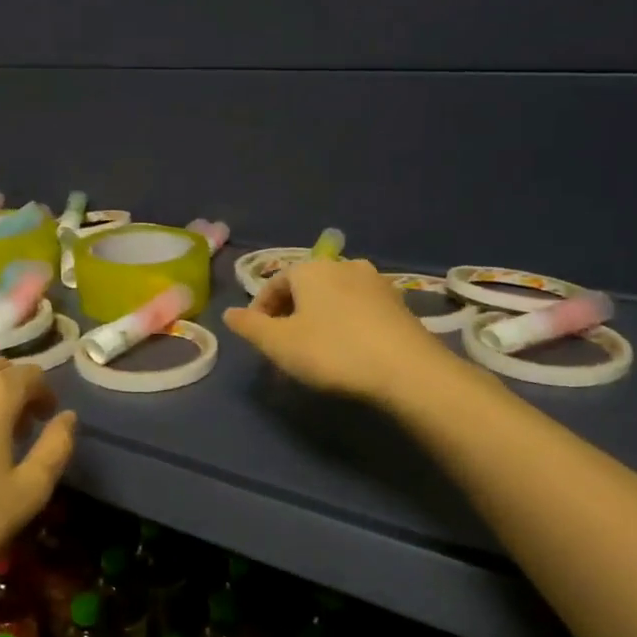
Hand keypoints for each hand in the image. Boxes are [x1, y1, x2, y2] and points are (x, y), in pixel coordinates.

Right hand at [222, 257, 451, 404]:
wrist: (407, 370)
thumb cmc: (332, 352)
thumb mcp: (279, 344)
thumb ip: (250, 326)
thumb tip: (229, 313)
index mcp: (310, 269)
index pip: (275, 283)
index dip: (260, 309)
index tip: (257, 337)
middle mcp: (343, 265)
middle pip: (305, 287)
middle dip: (290, 313)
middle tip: (283, 345)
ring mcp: (375, 282)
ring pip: (333, 297)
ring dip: (318, 317)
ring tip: (314, 348)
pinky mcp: (398, 303)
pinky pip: (359, 308)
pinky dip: (345, 323)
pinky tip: (347, 348)